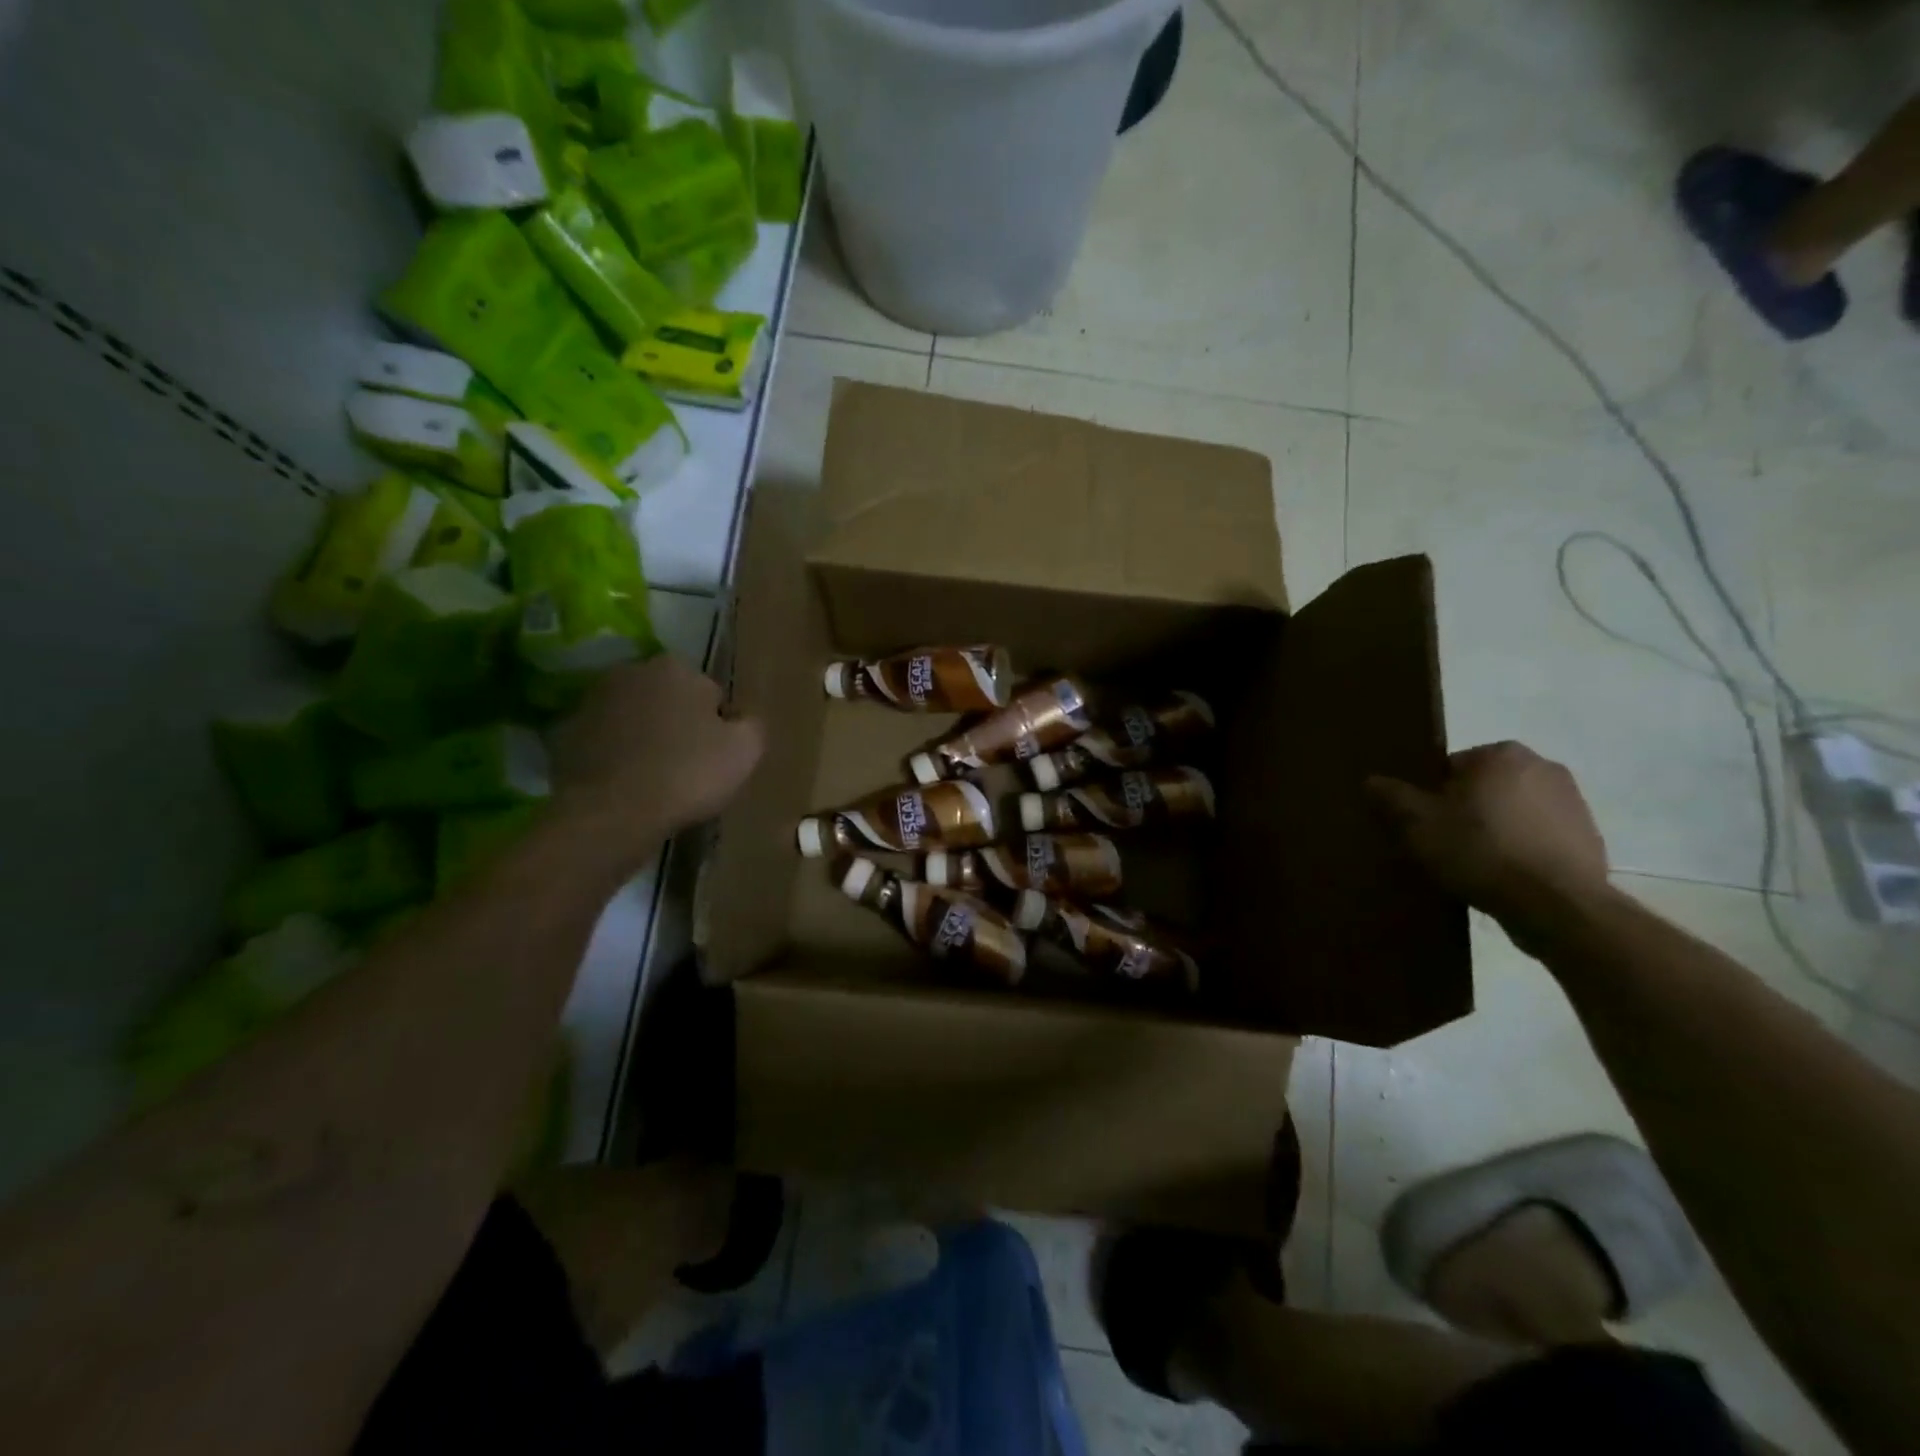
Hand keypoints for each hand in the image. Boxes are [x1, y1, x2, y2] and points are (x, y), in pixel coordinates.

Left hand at [548, 657, 764, 860]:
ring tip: (655, 778)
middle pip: (669, 700)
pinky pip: (605, 741)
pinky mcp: (566, 733)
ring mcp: (592, 700)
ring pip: (634, 718)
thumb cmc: (688, 774)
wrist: (612, 813)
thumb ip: (751, 723)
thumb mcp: (747, 749)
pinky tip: (627, 784)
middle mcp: (631, 671)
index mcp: (677, 668)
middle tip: (688, 766)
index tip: (716, 756)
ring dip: (645, 738)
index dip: (717, 726)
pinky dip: (616, 756)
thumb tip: (740, 717)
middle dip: (678, 723)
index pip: (710, 694)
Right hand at [1367, 742, 1609, 936]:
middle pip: (1483, 786)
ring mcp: (1573, 801)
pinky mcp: (1590, 835)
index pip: (1449, 767)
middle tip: (1445, 843)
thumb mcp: (1419, 823)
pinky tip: (1505, 875)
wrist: (1555, 905)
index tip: (1425, 824)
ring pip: (1512, 810)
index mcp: (1500, 754)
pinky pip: (1539, 835)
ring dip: (1495, 828)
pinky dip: (1522, 848)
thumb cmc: (1480, 850)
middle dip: (1465, 809)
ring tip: (1475, 863)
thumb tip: (1372, 780)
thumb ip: (1393, 796)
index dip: (1431, 796)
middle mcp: (1542, 766)